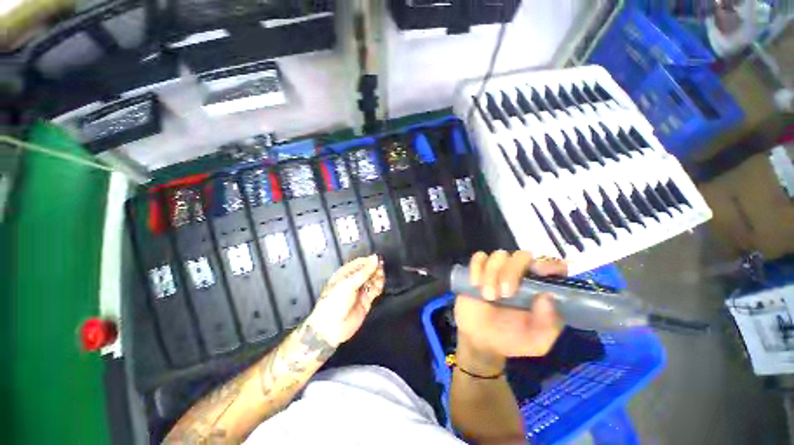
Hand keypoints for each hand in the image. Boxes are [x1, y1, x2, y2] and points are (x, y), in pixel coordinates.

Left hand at [305, 255, 384, 347]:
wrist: (331, 328)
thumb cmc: (334, 302)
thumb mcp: (349, 284)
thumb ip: (364, 271)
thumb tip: (375, 258)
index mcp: (345, 274)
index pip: (360, 263)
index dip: (369, 261)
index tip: (378, 260)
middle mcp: (353, 281)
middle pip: (368, 271)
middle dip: (375, 269)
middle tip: (380, 269)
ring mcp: (359, 291)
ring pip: (372, 280)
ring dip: (377, 278)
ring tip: (379, 279)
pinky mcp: (366, 301)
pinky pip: (375, 290)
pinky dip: (378, 287)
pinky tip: (378, 287)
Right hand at [454, 251, 566, 364]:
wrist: (480, 341)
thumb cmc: (511, 339)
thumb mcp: (536, 341)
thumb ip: (548, 323)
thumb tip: (547, 296)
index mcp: (539, 288)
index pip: (551, 266)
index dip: (550, 264)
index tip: (541, 273)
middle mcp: (520, 274)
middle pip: (521, 256)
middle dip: (512, 272)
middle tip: (506, 293)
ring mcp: (498, 270)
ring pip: (499, 255)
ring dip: (493, 273)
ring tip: (489, 296)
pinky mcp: (478, 270)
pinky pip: (478, 257)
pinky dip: (477, 267)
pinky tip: (475, 284)